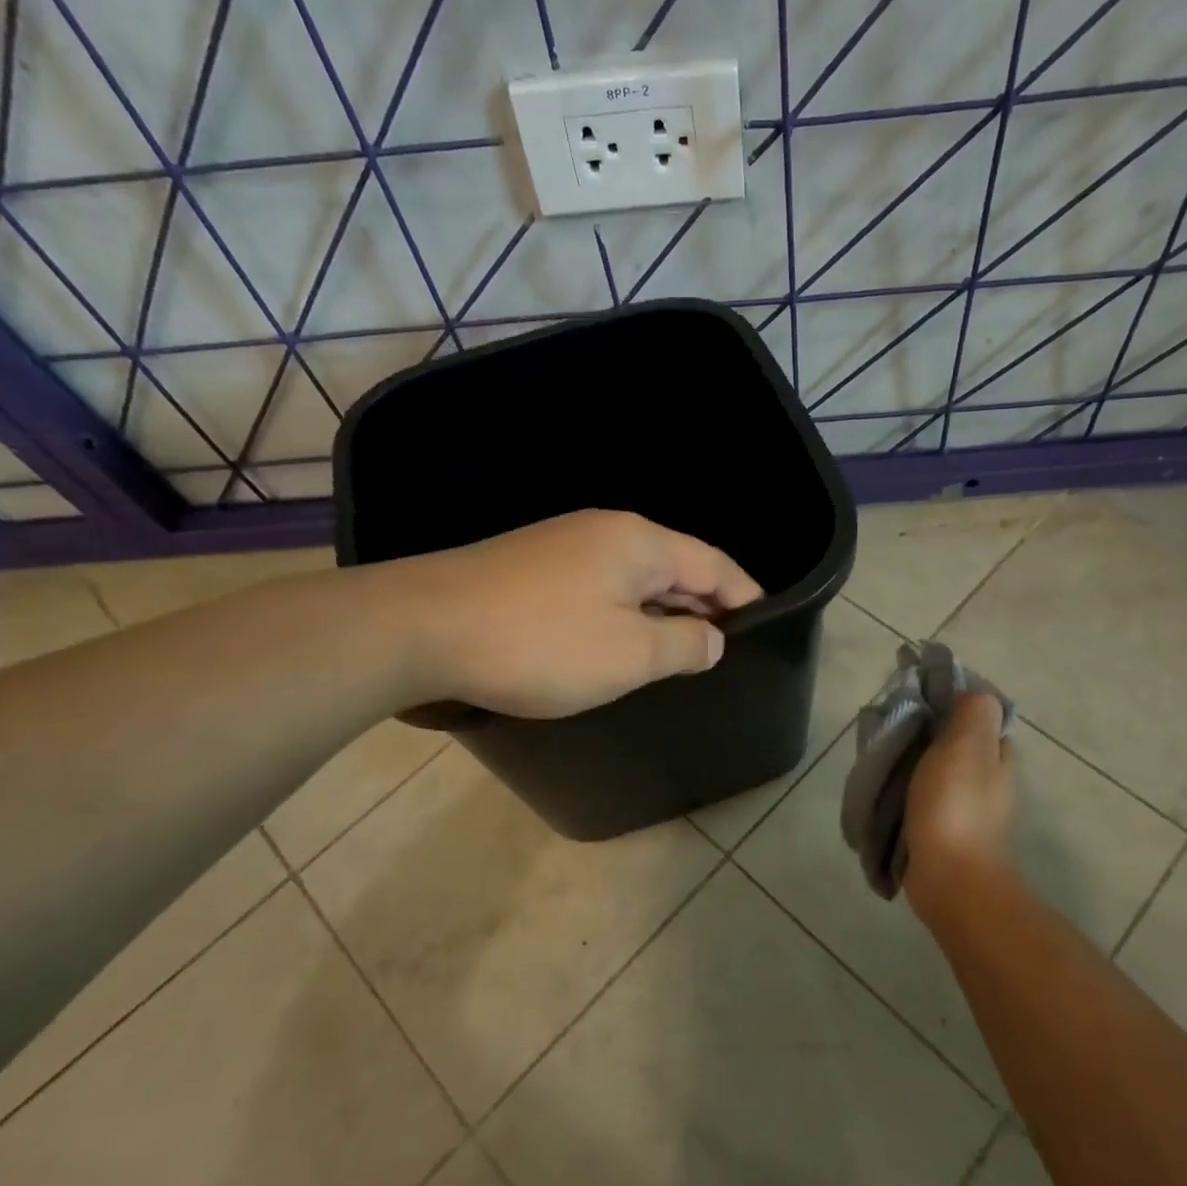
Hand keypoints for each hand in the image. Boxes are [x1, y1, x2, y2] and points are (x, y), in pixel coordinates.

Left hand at [399, 510, 762, 718]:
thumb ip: (684, 646)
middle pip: (675, 567)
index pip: (714, 564)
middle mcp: (605, 531)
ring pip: (635, 580)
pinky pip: (600, 589)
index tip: (765, 627)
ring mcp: (563, 546)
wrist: (420, 628)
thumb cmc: (540, 642)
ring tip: (681, 653)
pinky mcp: (531, 569)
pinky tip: (620, 644)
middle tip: (726, 650)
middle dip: (705, 606)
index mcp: (639, 542)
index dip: (745, 596)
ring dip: (662, 614)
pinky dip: (623, 616)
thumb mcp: (628, 654)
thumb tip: (713, 639)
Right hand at [902, 692, 1014, 922]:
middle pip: (954, 739)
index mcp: (996, 753)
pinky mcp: (944, 829)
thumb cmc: (956, 806)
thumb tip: (971, 692)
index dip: (950, 697)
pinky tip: (884, 785)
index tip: (916, 692)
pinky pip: (923, 794)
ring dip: (912, 758)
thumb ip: (974, 712)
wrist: (950, 879)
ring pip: (936, 766)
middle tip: (891, 722)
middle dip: (925, 728)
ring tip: (881, 751)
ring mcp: (966, 806)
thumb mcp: (968, 745)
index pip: (977, 712)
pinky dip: (906, 786)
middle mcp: (986, 777)